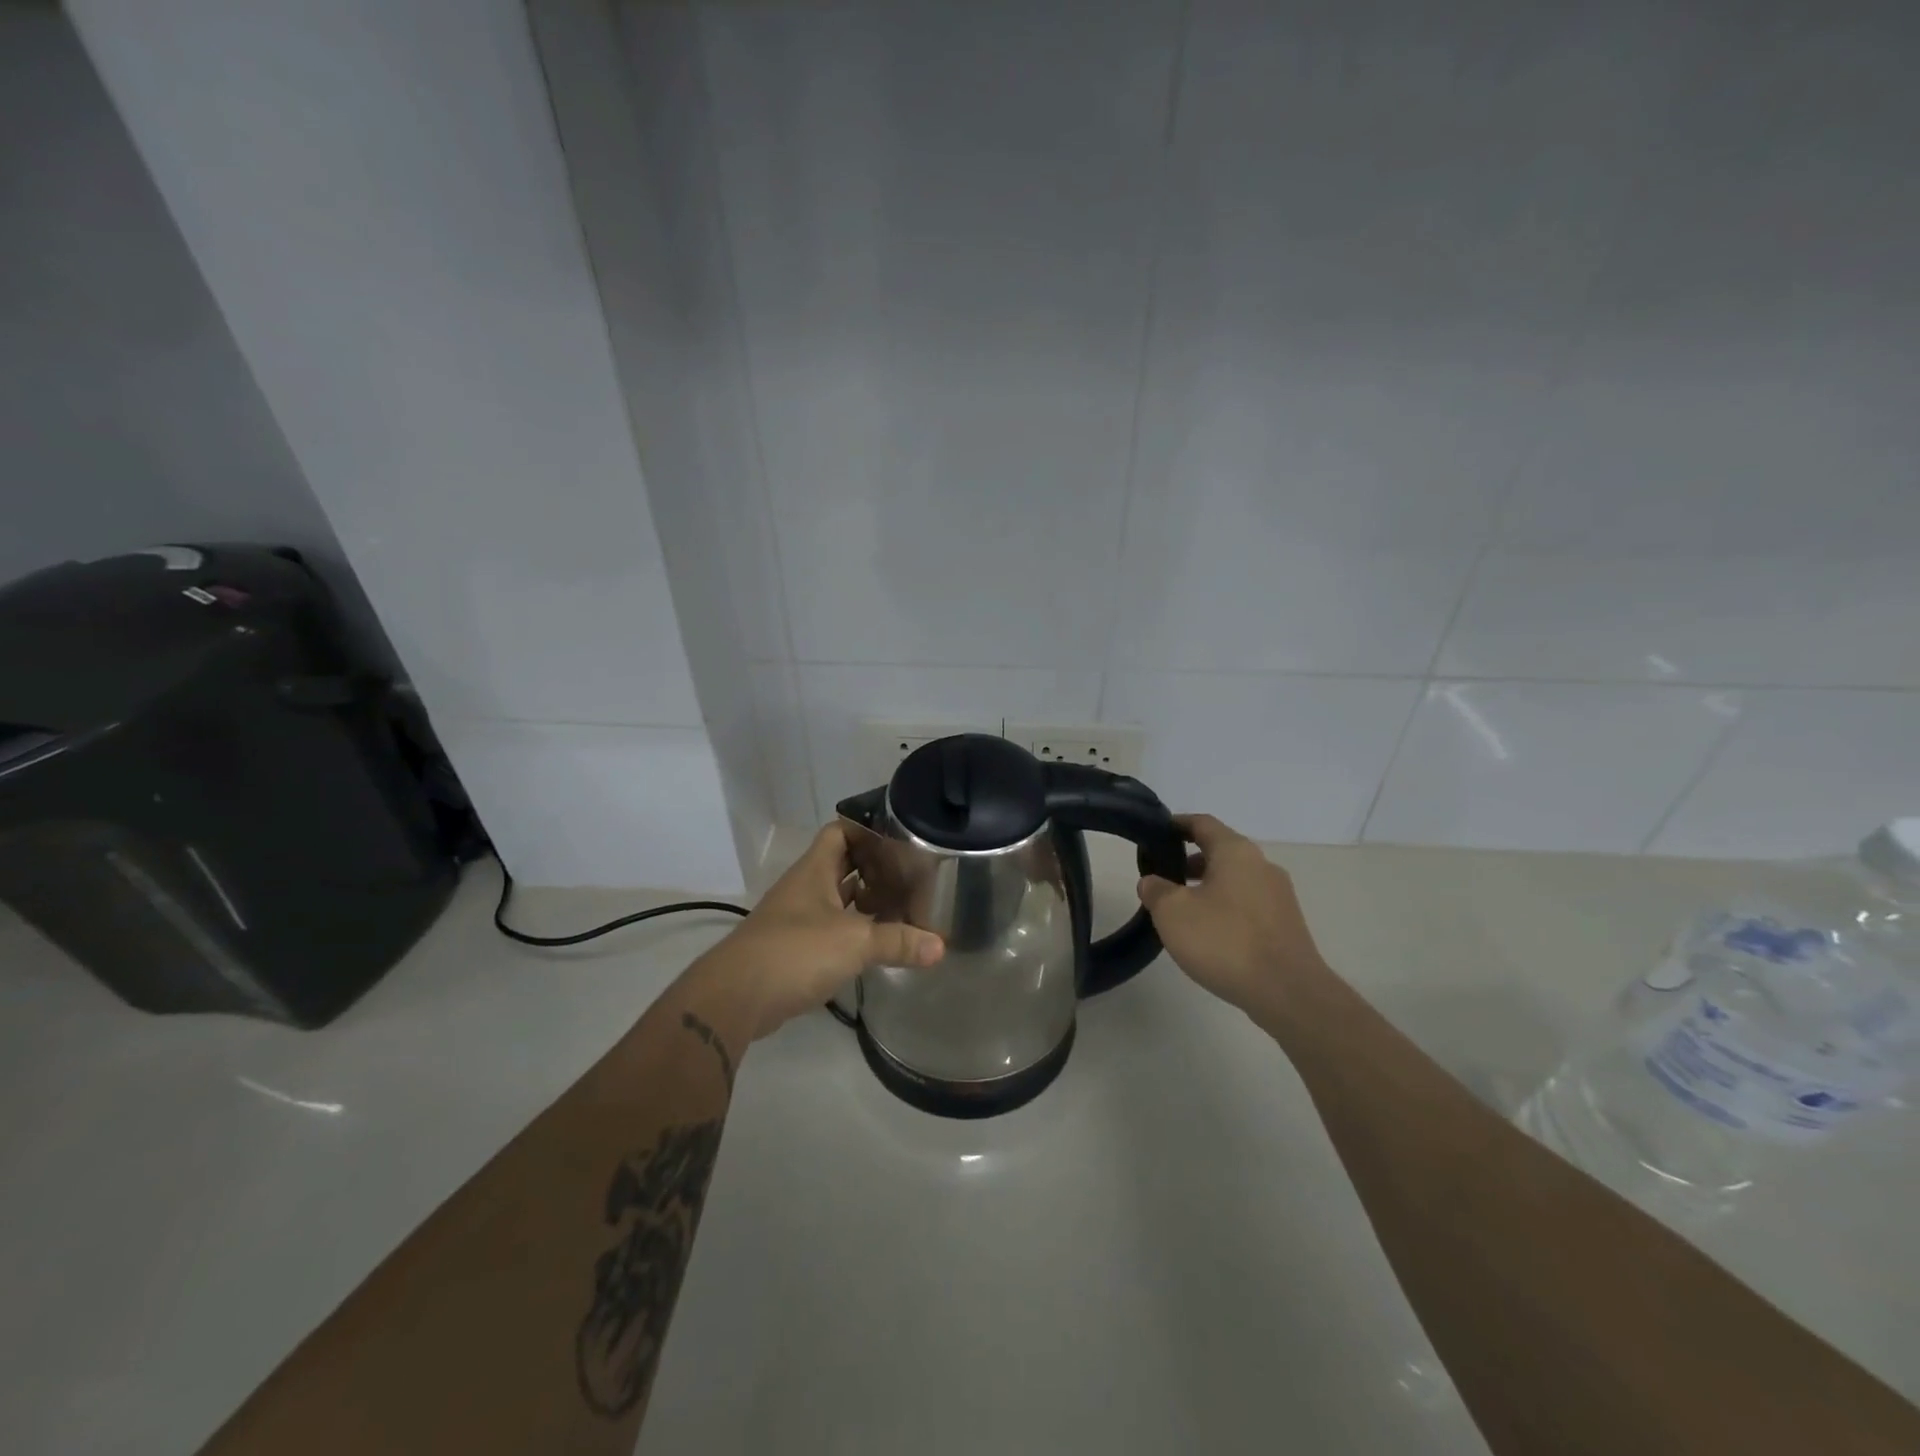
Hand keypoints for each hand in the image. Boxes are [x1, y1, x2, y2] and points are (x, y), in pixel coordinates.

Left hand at [714, 822, 943, 1039]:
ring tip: (903, 905)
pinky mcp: (793, 949)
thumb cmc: (796, 951)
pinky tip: (877, 942)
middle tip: (911, 873)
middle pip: (842, 865)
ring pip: (837, 899)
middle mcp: (804, 888)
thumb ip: (898, 941)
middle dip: (874, 867)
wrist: (736, 998)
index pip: (841, 831)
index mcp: (814, 871)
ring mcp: (796, 919)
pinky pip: (830, 930)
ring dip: (865, 902)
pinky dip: (853, 932)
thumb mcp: (855, 942)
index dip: (868, 829)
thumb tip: (940, 946)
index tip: (901, 836)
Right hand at [1136, 813, 1328, 1016]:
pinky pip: (1248, 904)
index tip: (1156, 833)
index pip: (1203, 823)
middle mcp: (1262, 865)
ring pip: (1235, 879)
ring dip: (1208, 886)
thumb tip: (1152, 882)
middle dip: (1190, 860)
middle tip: (1163, 877)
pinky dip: (1226, 907)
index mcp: (1235, 851)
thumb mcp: (1173, 912)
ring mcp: (1279, 895)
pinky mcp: (1287, 924)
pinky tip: (1211, 933)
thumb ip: (1156, 890)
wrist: (1288, 992)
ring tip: (1183, 910)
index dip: (1177, 824)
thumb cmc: (1224, 941)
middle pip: (1220, 851)